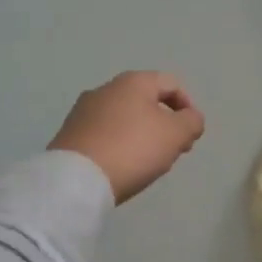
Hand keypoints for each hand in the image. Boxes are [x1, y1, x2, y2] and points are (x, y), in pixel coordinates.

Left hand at [48, 71, 205, 203]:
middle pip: (147, 101)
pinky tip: (122, 166)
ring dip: (142, 135)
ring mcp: (83, 111)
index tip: (190, 135)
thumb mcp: (176, 134)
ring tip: (148, 163)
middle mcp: (105, 89)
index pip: (171, 84)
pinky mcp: (69, 134)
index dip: (188, 107)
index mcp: (133, 81)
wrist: (76, 180)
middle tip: (173, 151)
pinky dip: (120, 145)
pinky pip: (105, 134)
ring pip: (125, 118)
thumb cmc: (133, 148)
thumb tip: (190, 118)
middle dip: (165, 124)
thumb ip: (192, 122)